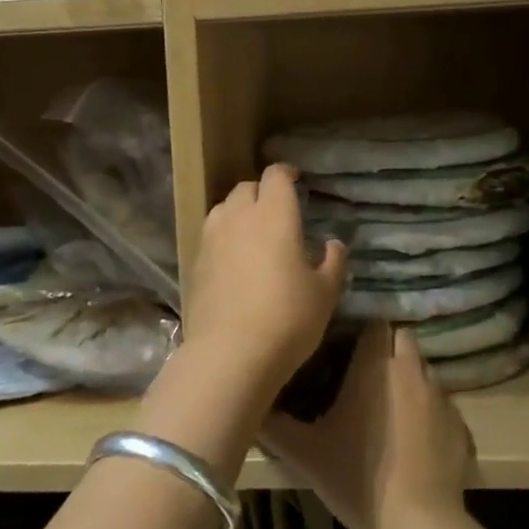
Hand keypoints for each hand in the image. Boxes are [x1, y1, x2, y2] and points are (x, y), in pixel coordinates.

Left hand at [183, 163, 347, 400]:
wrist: (229, 355)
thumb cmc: (287, 319)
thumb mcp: (324, 293)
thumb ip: (333, 262)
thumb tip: (334, 244)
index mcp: (275, 215)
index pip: (276, 176)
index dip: (286, 173)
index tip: (296, 180)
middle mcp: (240, 217)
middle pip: (246, 187)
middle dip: (262, 191)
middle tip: (277, 209)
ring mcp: (212, 238)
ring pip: (224, 208)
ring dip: (239, 210)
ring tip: (252, 230)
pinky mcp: (195, 262)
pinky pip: (211, 235)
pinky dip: (224, 236)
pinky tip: (234, 258)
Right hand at [263, 326, 474, 528]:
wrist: (418, 525)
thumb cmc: (357, 478)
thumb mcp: (304, 454)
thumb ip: (275, 425)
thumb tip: (252, 405)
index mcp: (376, 364)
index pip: (375, 322)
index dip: (362, 330)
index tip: (346, 346)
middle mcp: (412, 369)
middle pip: (403, 339)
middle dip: (387, 349)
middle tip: (365, 377)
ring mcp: (442, 396)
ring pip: (424, 370)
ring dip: (409, 380)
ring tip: (390, 409)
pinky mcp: (461, 425)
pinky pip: (443, 406)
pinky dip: (430, 414)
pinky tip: (415, 441)